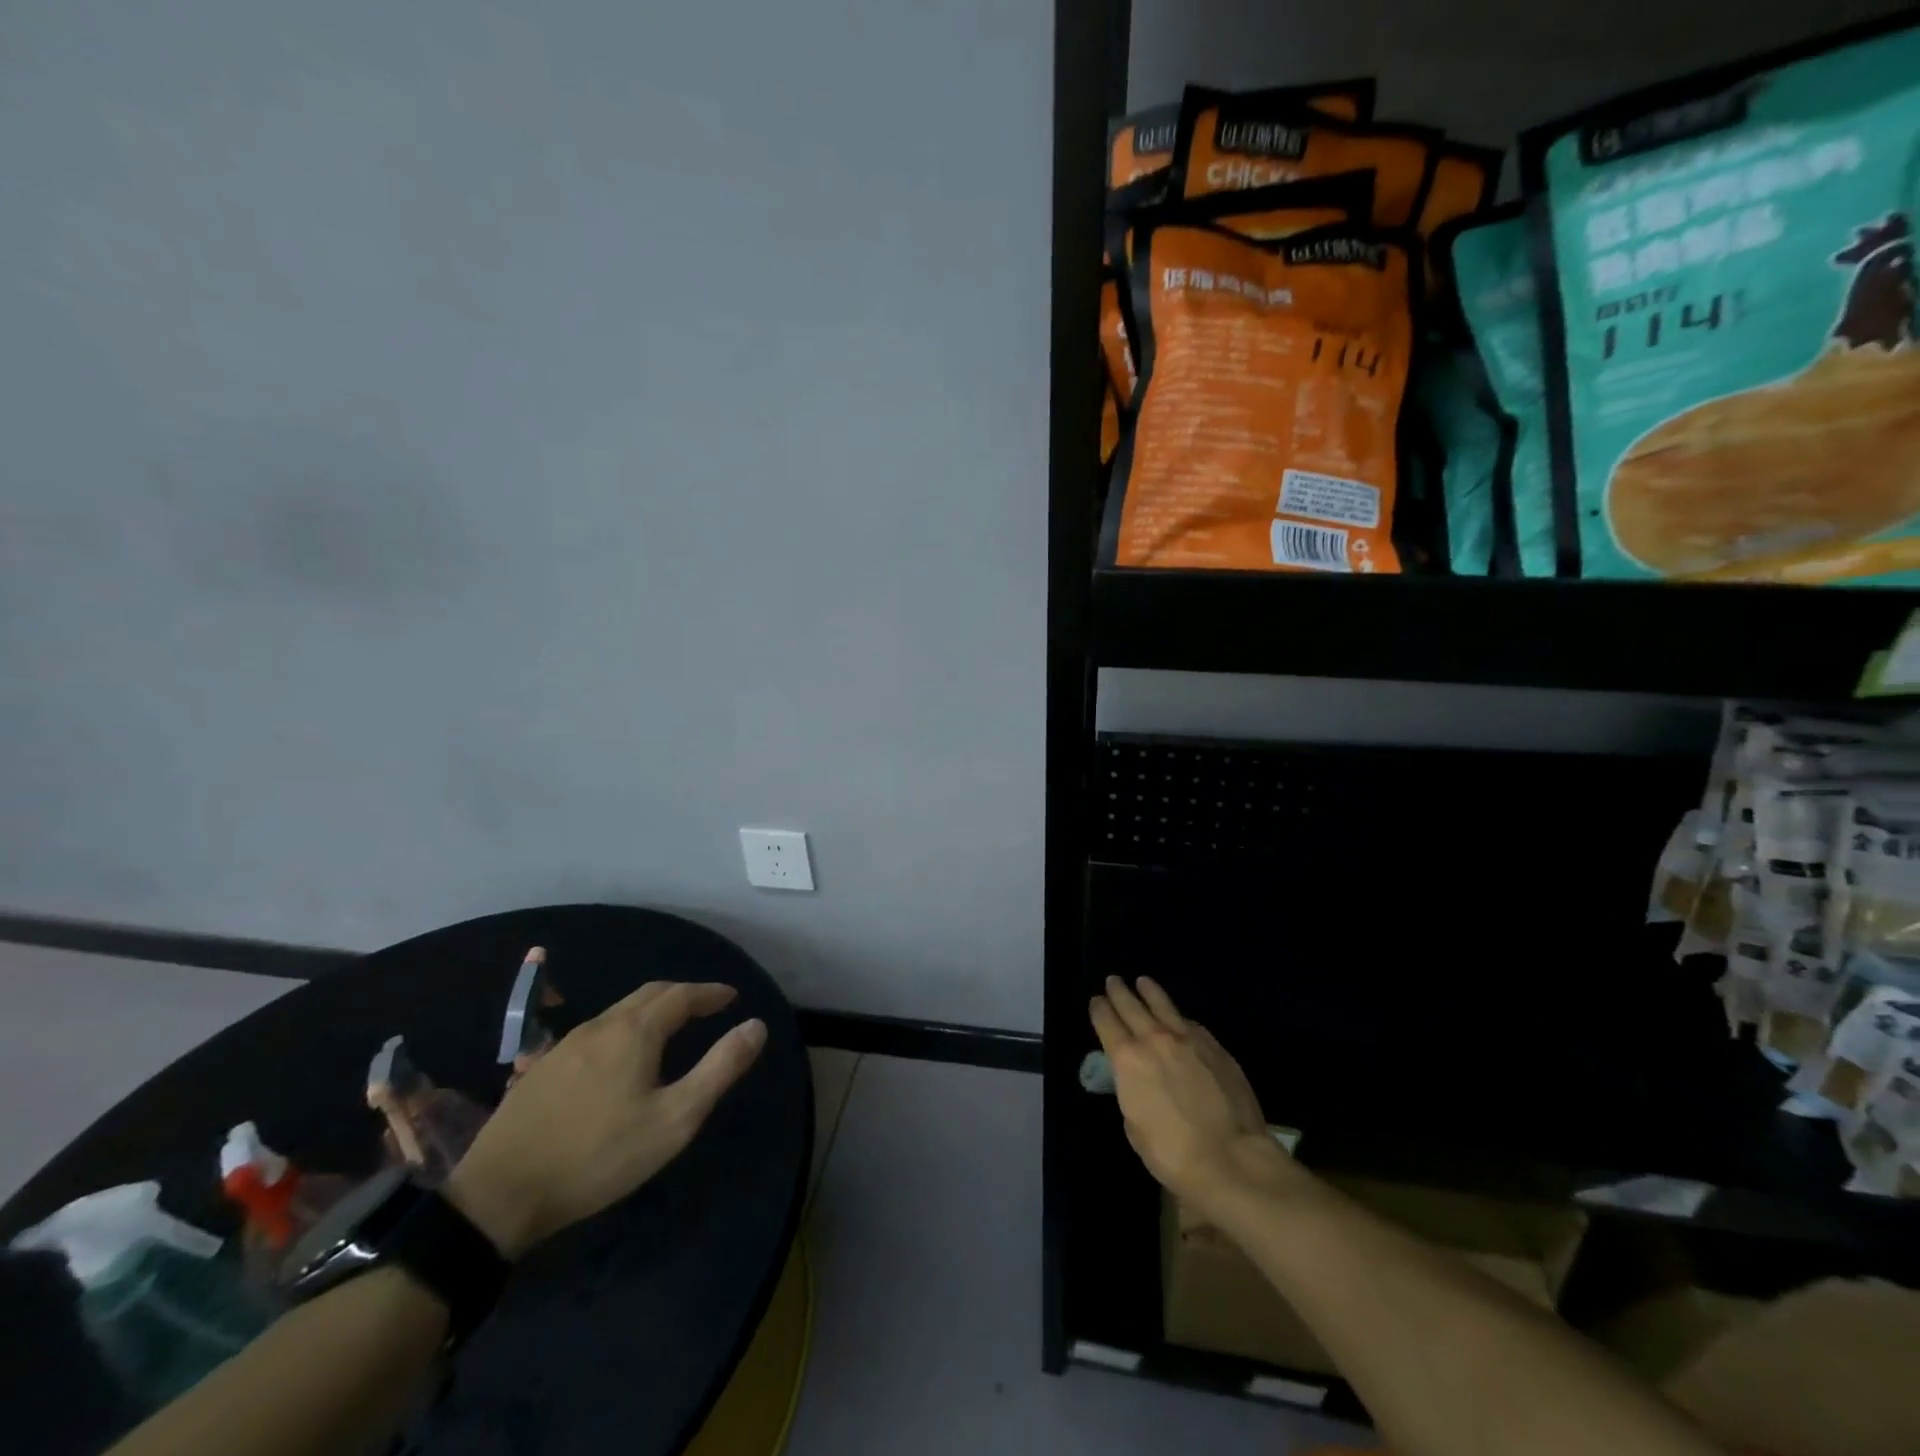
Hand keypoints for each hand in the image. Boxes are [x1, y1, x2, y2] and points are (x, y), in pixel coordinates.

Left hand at [445, 981, 766, 1258]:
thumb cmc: (599, 1156)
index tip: (732, 997)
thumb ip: (720, 1068)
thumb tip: (757, 1026)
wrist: (499, 1196)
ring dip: (653, 1009)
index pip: (682, 994)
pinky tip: (621, 1055)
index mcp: (635, 1031)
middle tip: (707, 1006)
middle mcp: (601, 1025)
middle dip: (683, 994)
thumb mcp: (675, 1119)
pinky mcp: (543, 1069)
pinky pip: (597, 1031)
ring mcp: (566, 1045)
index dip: (710, 992)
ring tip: (671, 1027)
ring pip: (620, 1011)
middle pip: (650, 994)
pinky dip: (625, 1026)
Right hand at [1089, 976, 1295, 1215]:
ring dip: (1150, 992)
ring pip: (1164, 1005)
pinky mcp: (1215, 1047)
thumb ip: (1132, 1093)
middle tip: (1113, 980)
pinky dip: (1179, 1016)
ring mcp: (1188, 1040)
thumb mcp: (1135, 1127)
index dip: (1099, 1009)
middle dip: (1120, 992)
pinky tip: (1179, 1017)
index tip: (1096, 1000)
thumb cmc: (1173, 1154)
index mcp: (1127, 1060)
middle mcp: (1154, 1040)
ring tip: (1143, 981)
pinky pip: (1191, 1023)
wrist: (1231, 1159)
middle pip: (1132, 1006)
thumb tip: (1137, 1082)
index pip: (1106, 1023)